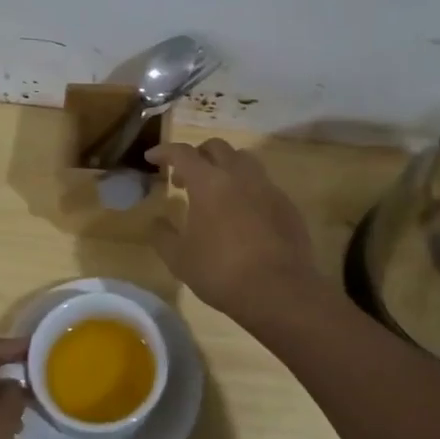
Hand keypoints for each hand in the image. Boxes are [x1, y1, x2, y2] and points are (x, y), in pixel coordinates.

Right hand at [147, 140, 323, 319]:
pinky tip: (242, 214)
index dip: (164, 152)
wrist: (279, 291)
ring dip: (224, 167)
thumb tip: (157, 221)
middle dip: (197, 155)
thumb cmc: (221, 272)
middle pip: (216, 147)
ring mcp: (267, 188)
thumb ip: (163, 235)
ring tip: (215, 192)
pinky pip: (263, 184)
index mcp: (208, 182)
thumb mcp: (179, 259)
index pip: (182, 153)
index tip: (152, 158)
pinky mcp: (287, 205)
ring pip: (244, 160)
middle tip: (184, 178)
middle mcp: (239, 175)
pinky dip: (246, 189)